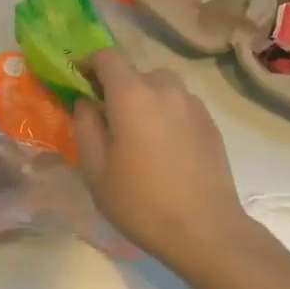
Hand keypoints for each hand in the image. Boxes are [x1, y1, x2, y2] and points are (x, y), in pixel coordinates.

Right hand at [72, 49, 255, 277]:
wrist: (206, 231)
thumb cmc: (141, 202)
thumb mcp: (96, 170)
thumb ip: (86, 126)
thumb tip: (87, 103)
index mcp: (132, 95)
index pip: (108, 57)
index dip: (89, 63)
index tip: (78, 80)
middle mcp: (165, 89)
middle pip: (136, 73)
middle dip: (118, 88)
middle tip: (107, 119)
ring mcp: (193, 105)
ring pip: (161, 88)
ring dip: (145, 100)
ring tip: (138, 134)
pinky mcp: (211, 123)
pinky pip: (180, 105)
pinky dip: (166, 114)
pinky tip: (164, 149)